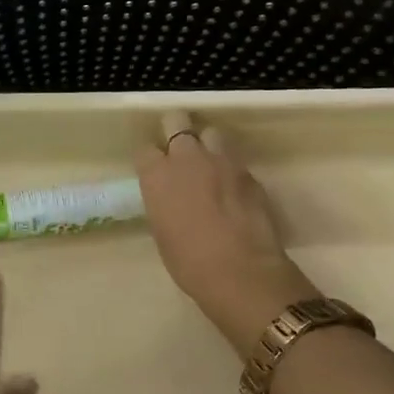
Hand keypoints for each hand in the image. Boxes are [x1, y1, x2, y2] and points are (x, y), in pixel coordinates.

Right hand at [135, 110, 320, 356]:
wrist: (239, 271)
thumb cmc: (188, 262)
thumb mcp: (162, 230)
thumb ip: (163, 202)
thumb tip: (170, 196)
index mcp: (157, 176)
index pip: (145, 149)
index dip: (150, 159)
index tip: (153, 170)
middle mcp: (187, 158)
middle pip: (177, 121)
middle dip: (176, 130)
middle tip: (179, 152)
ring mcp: (222, 161)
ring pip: (211, 133)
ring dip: (207, 145)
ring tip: (209, 166)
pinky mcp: (248, 172)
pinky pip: (235, 159)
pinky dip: (230, 169)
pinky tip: (232, 190)